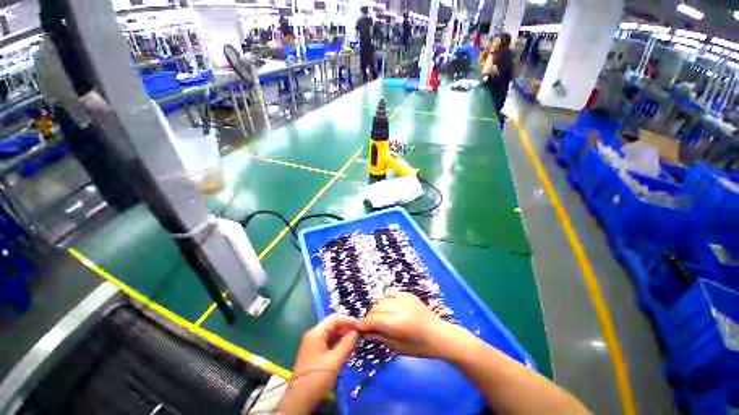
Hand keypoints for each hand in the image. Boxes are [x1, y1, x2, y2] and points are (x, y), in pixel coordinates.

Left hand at [278, 315, 358, 413]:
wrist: (300, 400)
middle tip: (359, 335)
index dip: (348, 320)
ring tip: (355, 343)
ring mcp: (313, 345)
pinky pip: (328, 343)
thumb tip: (355, 332)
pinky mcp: (314, 354)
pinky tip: (347, 350)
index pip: (334, 318)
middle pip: (332, 325)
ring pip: (331, 335)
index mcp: (316, 333)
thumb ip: (346, 344)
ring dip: (343, 337)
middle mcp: (313, 335)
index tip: (360, 326)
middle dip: (346, 328)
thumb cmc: (317, 377)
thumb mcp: (335, 360)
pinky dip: (338, 344)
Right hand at [358, 292, 466, 359]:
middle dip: (370, 317)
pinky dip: (386, 300)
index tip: (360, 329)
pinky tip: (389, 308)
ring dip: (377, 309)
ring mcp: (405, 299)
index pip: (374, 320)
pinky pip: (391, 293)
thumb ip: (380, 338)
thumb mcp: (399, 348)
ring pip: (382, 300)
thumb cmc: (420, 347)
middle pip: (376, 308)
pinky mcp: (408, 294)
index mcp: (398, 324)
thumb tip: (365, 333)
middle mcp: (400, 308)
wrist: (440, 335)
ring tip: (379, 318)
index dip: (364, 324)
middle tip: (369, 326)